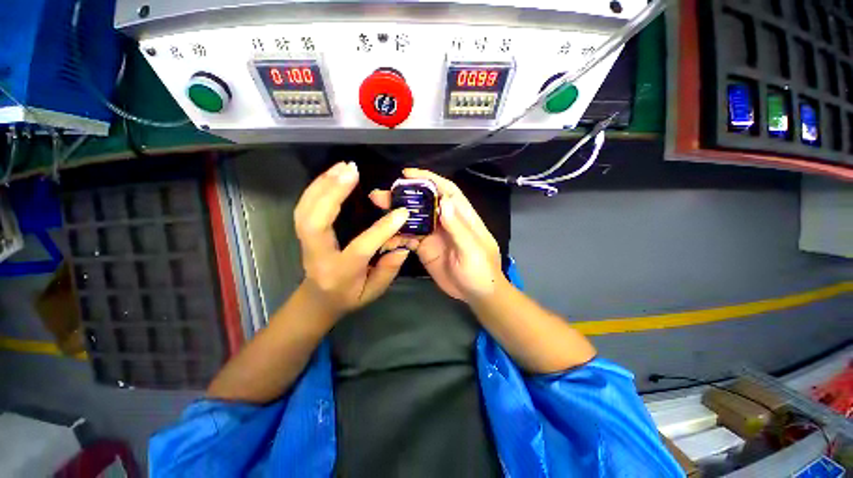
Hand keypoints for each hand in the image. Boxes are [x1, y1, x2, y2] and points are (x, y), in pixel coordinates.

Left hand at [295, 161, 410, 315]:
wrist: (317, 300)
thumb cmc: (348, 297)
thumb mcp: (373, 292)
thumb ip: (388, 270)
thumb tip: (402, 245)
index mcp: (339, 272)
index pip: (361, 248)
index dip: (382, 229)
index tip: (401, 212)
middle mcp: (318, 255)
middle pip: (316, 221)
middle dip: (333, 192)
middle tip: (352, 171)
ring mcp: (306, 242)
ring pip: (305, 210)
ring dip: (323, 184)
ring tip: (343, 166)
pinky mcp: (304, 233)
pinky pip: (304, 207)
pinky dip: (316, 188)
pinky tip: (331, 175)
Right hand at [369, 168, 504, 302]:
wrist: (477, 294)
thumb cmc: (482, 271)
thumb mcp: (473, 250)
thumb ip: (458, 228)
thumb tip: (444, 201)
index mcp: (462, 216)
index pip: (446, 191)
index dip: (429, 179)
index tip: (408, 174)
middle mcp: (446, 222)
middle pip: (424, 203)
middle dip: (405, 196)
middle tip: (382, 194)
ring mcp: (434, 235)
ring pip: (413, 219)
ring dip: (397, 214)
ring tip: (378, 208)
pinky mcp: (425, 248)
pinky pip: (409, 238)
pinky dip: (397, 236)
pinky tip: (385, 237)